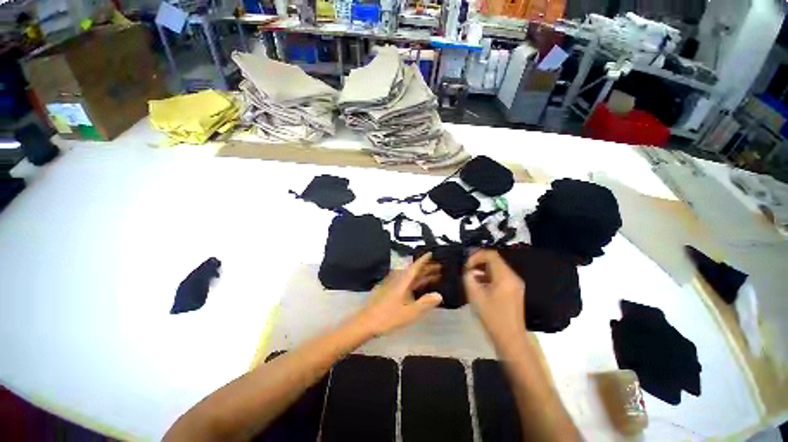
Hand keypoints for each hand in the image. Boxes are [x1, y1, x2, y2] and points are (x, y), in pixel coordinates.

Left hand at [353, 253, 442, 336]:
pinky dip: (414, 282)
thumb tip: (439, 295)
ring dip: (421, 275)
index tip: (431, 253)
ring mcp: (392, 285)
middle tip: (439, 267)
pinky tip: (418, 287)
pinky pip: (405, 282)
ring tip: (433, 276)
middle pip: (413, 271)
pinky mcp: (389, 291)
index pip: (415, 267)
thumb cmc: (388, 317)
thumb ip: (424, 303)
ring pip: (409, 277)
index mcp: (402, 282)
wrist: (366, 322)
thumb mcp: (409, 312)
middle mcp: (397, 280)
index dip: (423, 260)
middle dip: (426, 268)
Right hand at [463, 250, 526, 348]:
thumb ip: (469, 279)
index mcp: (505, 277)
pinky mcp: (514, 291)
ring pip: (497, 268)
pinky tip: (480, 286)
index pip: (490, 255)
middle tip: (466, 269)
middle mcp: (513, 277)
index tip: (466, 265)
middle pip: (495, 260)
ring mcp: (515, 284)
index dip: (476, 256)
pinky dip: (489, 277)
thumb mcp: (475, 296)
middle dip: (479, 262)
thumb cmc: (493, 318)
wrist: (511, 339)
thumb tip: (469, 271)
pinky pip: (500, 277)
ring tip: (471, 278)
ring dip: (483, 270)